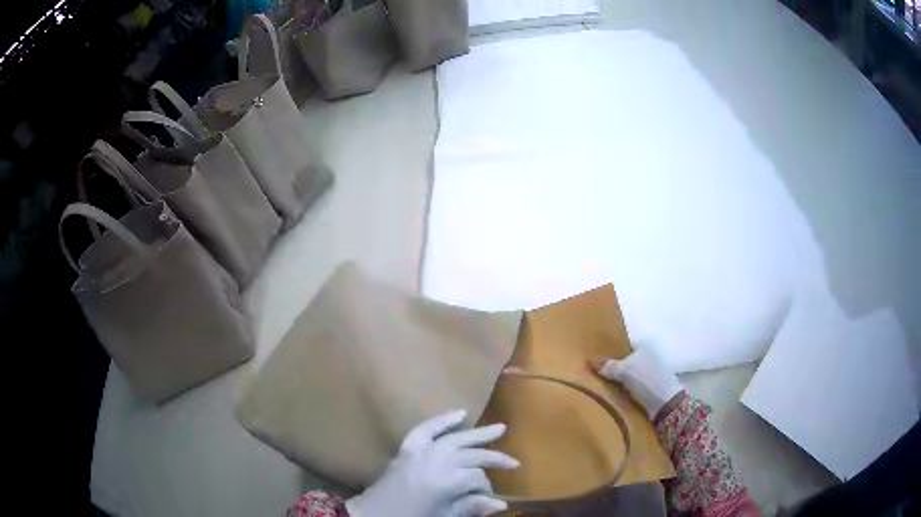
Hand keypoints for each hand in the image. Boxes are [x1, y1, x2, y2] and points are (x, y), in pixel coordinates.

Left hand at [345, 410, 519, 516]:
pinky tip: (460, 413)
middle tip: (514, 463)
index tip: (489, 500)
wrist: (372, 515)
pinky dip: (442, 420)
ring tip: (499, 428)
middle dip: (494, 459)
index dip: (487, 489)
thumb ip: (471, 507)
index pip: (477, 478)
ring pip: (455, 438)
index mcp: (445, 482)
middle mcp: (435, 461)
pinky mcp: (406, 448)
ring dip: (478, 433)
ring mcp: (420, 452)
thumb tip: (502, 504)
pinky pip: (425, 429)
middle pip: (472, 456)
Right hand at [590, 348, 683, 420]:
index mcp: (643, 346)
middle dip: (613, 368)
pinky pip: (631, 387)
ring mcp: (649, 373)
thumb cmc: (646, 380)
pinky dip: (623, 391)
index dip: (610, 352)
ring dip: (617, 381)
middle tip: (595, 374)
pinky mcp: (649, 388)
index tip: (596, 361)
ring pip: (627, 375)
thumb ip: (609, 366)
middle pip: (625, 361)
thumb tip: (592, 363)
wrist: (665, 403)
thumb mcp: (624, 370)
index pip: (623, 346)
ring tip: (601, 387)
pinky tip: (613, 396)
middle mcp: (647, 357)